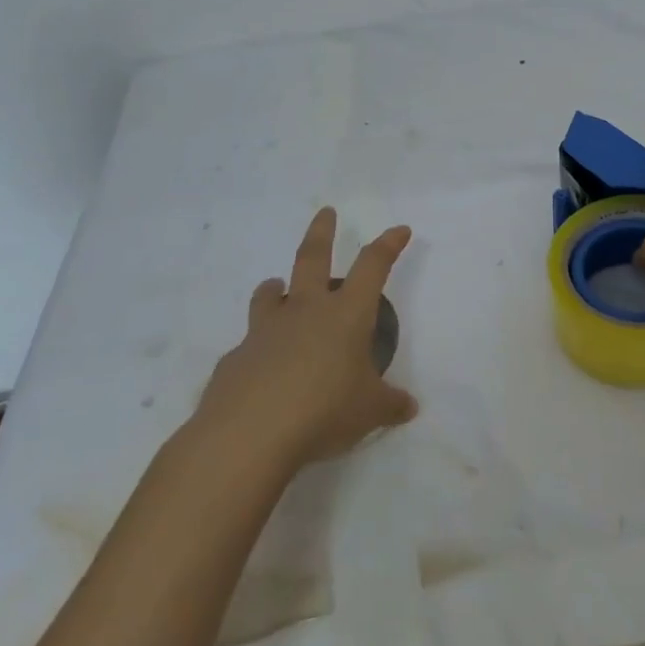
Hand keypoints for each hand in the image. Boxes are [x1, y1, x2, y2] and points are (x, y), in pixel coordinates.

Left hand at [195, 207, 418, 471]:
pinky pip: (249, 345)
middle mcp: (305, 310)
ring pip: (271, 294)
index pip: (372, 266)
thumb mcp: (369, 412)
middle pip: (313, 257)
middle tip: (325, 212)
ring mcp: (265, 330)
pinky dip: (258, 348)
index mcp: (346, 315)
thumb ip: (390, 405)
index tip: (399, 230)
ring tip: (277, 287)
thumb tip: (409, 406)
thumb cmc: (324, 411)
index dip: (388, 245)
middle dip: (322, 231)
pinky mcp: (236, 357)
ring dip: (276, 287)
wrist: (248, 434)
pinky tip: (261, 371)